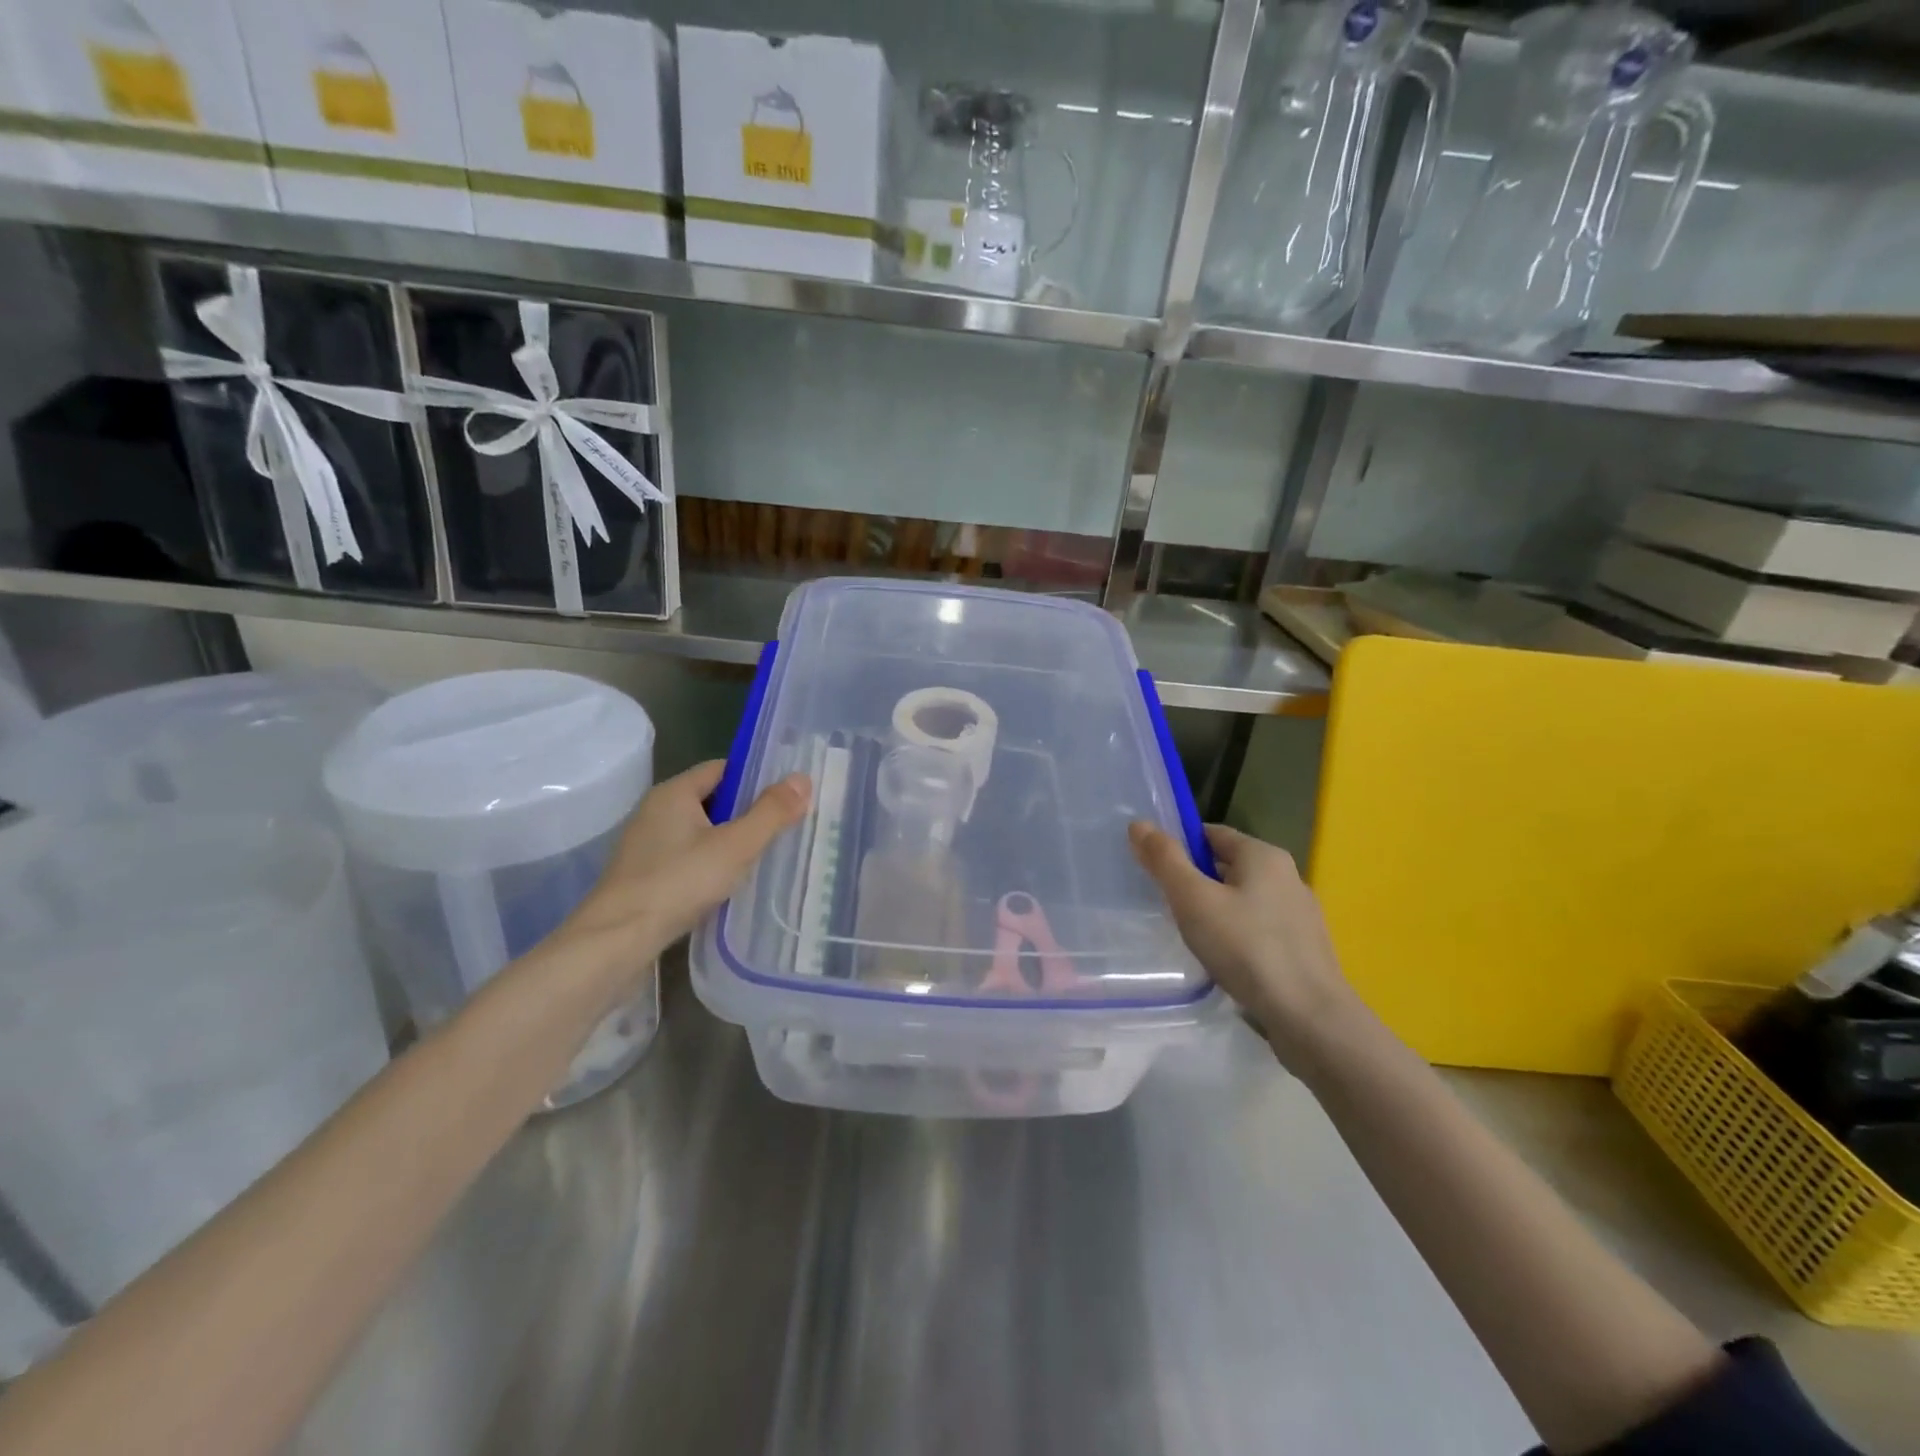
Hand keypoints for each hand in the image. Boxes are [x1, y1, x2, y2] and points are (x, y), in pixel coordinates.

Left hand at [542, 760, 809, 1007]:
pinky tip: (729, 885)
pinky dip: (710, 864)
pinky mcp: (644, 876)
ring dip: (729, 842)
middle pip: (712, 800)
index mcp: (673, 793)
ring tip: (764, 858)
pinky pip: (687, 857)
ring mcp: (646, 845)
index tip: (787, 796)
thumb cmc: (678, 883)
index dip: (756, 778)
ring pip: (700, 832)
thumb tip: (802, 779)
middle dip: (746, 812)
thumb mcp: (735, 846)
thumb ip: (771, 812)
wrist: (615, 941)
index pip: (722, 768)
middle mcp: (655, 811)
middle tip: (784, 828)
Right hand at [1129, 821, 1362, 1069]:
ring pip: (1243, 900)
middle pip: (1228, 866)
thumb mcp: (1193, 899)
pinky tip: (1222, 960)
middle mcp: (1287, 876)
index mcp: (1264, 855)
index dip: (1179, 846)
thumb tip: (1139, 824)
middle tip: (1164, 904)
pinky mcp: (1305, 949)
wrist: (1310, 1019)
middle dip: (1195, 881)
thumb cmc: (1247, 949)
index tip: (1153, 869)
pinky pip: (1259, 929)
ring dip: (1215, 911)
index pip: (1212, 834)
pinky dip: (1236, 936)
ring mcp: (1300, 915)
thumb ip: (1165, 860)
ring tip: (1189, 935)